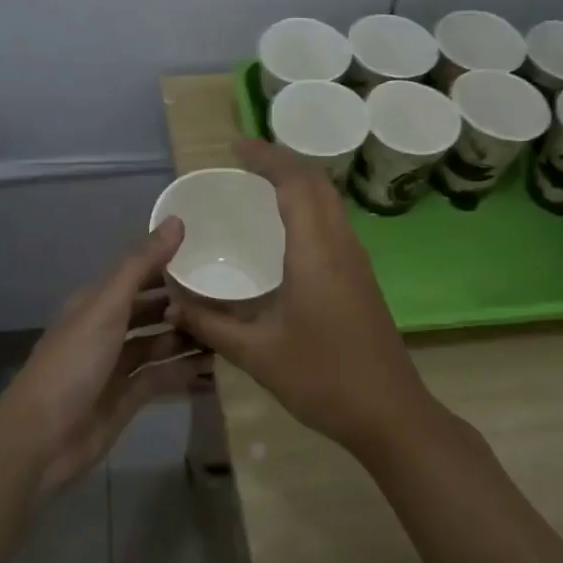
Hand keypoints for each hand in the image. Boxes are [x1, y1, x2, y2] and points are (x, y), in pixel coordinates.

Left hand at [0, 220, 210, 496]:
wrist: (42, 439)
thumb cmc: (72, 364)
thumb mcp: (106, 307)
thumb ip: (141, 266)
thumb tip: (176, 221)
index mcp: (97, 303)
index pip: (139, 274)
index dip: (171, 263)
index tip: (213, 254)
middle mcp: (108, 330)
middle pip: (152, 310)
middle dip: (185, 303)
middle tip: (232, 295)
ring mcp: (118, 365)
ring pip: (160, 343)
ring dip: (190, 337)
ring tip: (231, 328)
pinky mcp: (129, 397)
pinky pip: (164, 376)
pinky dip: (186, 370)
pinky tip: (217, 365)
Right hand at [168, 140, 439, 457]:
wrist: (390, 414)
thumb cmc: (322, 379)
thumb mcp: (257, 354)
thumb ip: (211, 324)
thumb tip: (172, 302)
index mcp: (316, 253)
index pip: (296, 183)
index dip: (267, 158)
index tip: (236, 148)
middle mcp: (341, 246)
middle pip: (318, 184)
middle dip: (283, 163)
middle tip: (244, 164)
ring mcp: (357, 262)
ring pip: (331, 203)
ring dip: (299, 184)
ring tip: (261, 188)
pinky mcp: (362, 280)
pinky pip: (334, 225)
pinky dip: (309, 209)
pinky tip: (285, 234)